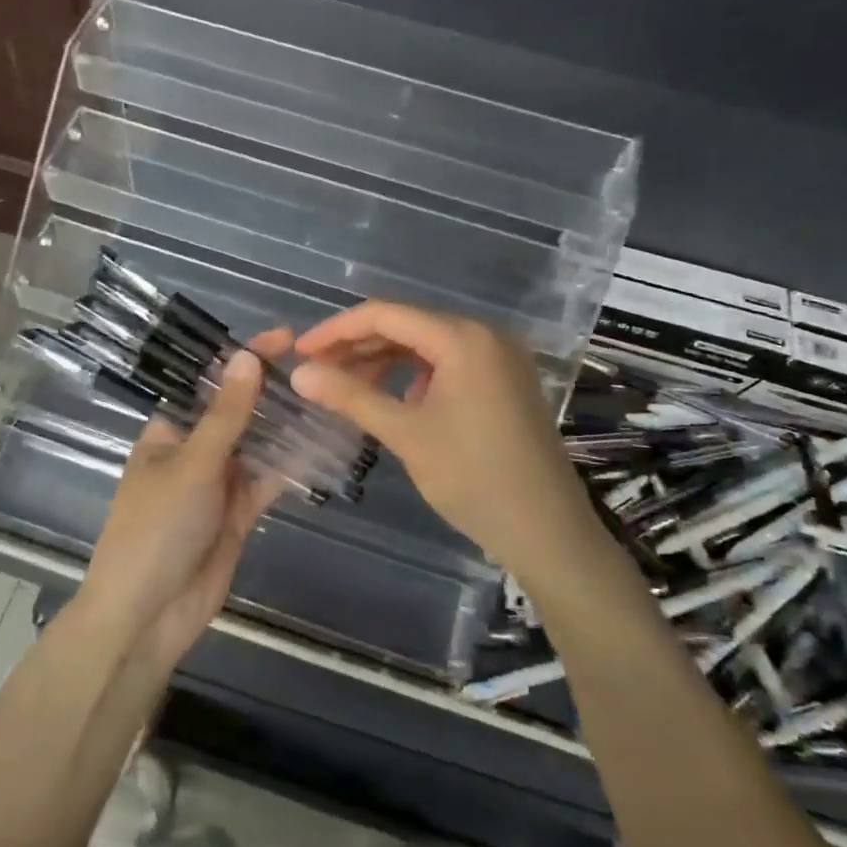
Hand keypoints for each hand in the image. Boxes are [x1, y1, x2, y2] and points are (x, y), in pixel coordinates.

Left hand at [78, 330, 290, 668]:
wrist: (147, 615)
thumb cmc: (157, 528)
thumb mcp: (193, 464)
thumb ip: (226, 415)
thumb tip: (247, 357)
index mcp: (169, 431)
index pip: (210, 383)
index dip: (243, 358)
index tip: (284, 337)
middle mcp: (194, 450)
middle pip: (238, 412)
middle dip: (272, 391)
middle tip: (320, 368)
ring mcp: (217, 483)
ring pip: (257, 445)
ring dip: (286, 425)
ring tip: (329, 398)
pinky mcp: (238, 513)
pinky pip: (267, 480)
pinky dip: (290, 465)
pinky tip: (321, 445)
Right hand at [290, 303, 593, 581]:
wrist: (547, 531)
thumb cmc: (472, 477)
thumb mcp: (405, 433)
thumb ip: (350, 396)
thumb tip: (299, 373)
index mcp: (463, 337)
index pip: (385, 314)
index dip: (336, 330)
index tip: (299, 352)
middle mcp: (485, 334)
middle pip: (407, 325)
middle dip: (358, 346)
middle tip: (317, 372)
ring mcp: (499, 358)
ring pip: (426, 345)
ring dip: (384, 361)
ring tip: (348, 388)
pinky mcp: (505, 381)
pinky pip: (448, 364)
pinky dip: (414, 376)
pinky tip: (396, 401)